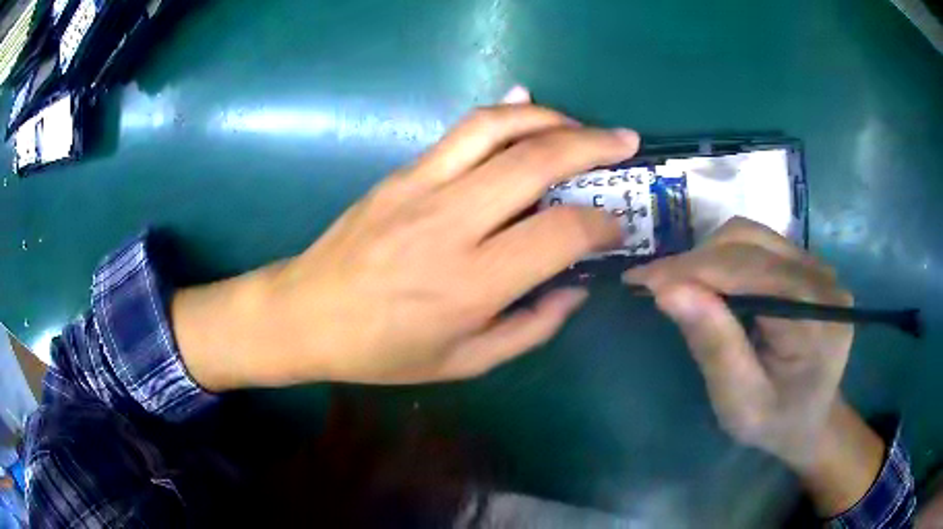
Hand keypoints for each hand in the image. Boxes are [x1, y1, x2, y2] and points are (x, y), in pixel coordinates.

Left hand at [174, 87, 638, 388]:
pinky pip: (460, 130)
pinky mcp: (400, 172)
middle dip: (593, 145)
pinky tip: (527, 108)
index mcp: (470, 283)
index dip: (602, 223)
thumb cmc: (382, 351)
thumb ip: (530, 328)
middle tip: (626, 142)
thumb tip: (576, 287)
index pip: (560, 233)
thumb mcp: (464, 362)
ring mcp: (420, 187)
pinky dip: (503, 114)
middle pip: (536, 162)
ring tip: (582, 126)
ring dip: (550, 118)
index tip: (617, 225)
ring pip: (496, 128)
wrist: (305, 314)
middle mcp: (449, 223)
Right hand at [625, 218, 885, 515]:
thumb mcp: (739, 401)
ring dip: (709, 256)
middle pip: (750, 242)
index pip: (748, 271)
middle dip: (696, 261)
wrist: (811, 419)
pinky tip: (713, 284)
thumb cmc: (775, 422)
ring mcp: (818, 266)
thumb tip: (667, 289)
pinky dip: (725, 258)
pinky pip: (759, 244)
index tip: (639, 280)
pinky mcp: (807, 264)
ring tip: (683, 287)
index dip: (691, 269)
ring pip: (751, 235)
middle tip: (656, 287)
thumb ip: (713, 345)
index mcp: (815, 317)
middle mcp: (822, 279)